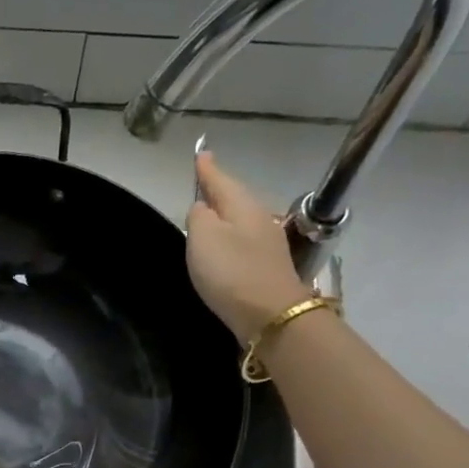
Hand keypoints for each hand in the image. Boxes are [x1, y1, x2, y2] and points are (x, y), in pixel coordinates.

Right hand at [186, 150, 309, 341]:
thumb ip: (198, 216)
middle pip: (234, 198)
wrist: (270, 314)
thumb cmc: (231, 272)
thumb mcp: (203, 238)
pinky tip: (224, 244)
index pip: (220, 180)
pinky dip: (231, 236)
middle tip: (203, 181)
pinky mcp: (267, 266)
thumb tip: (202, 208)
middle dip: (218, 190)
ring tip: (209, 213)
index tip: (201, 153)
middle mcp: (258, 217)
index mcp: (241, 205)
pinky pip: (243, 240)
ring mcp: (266, 242)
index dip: (208, 169)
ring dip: (225, 214)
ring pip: (240, 219)